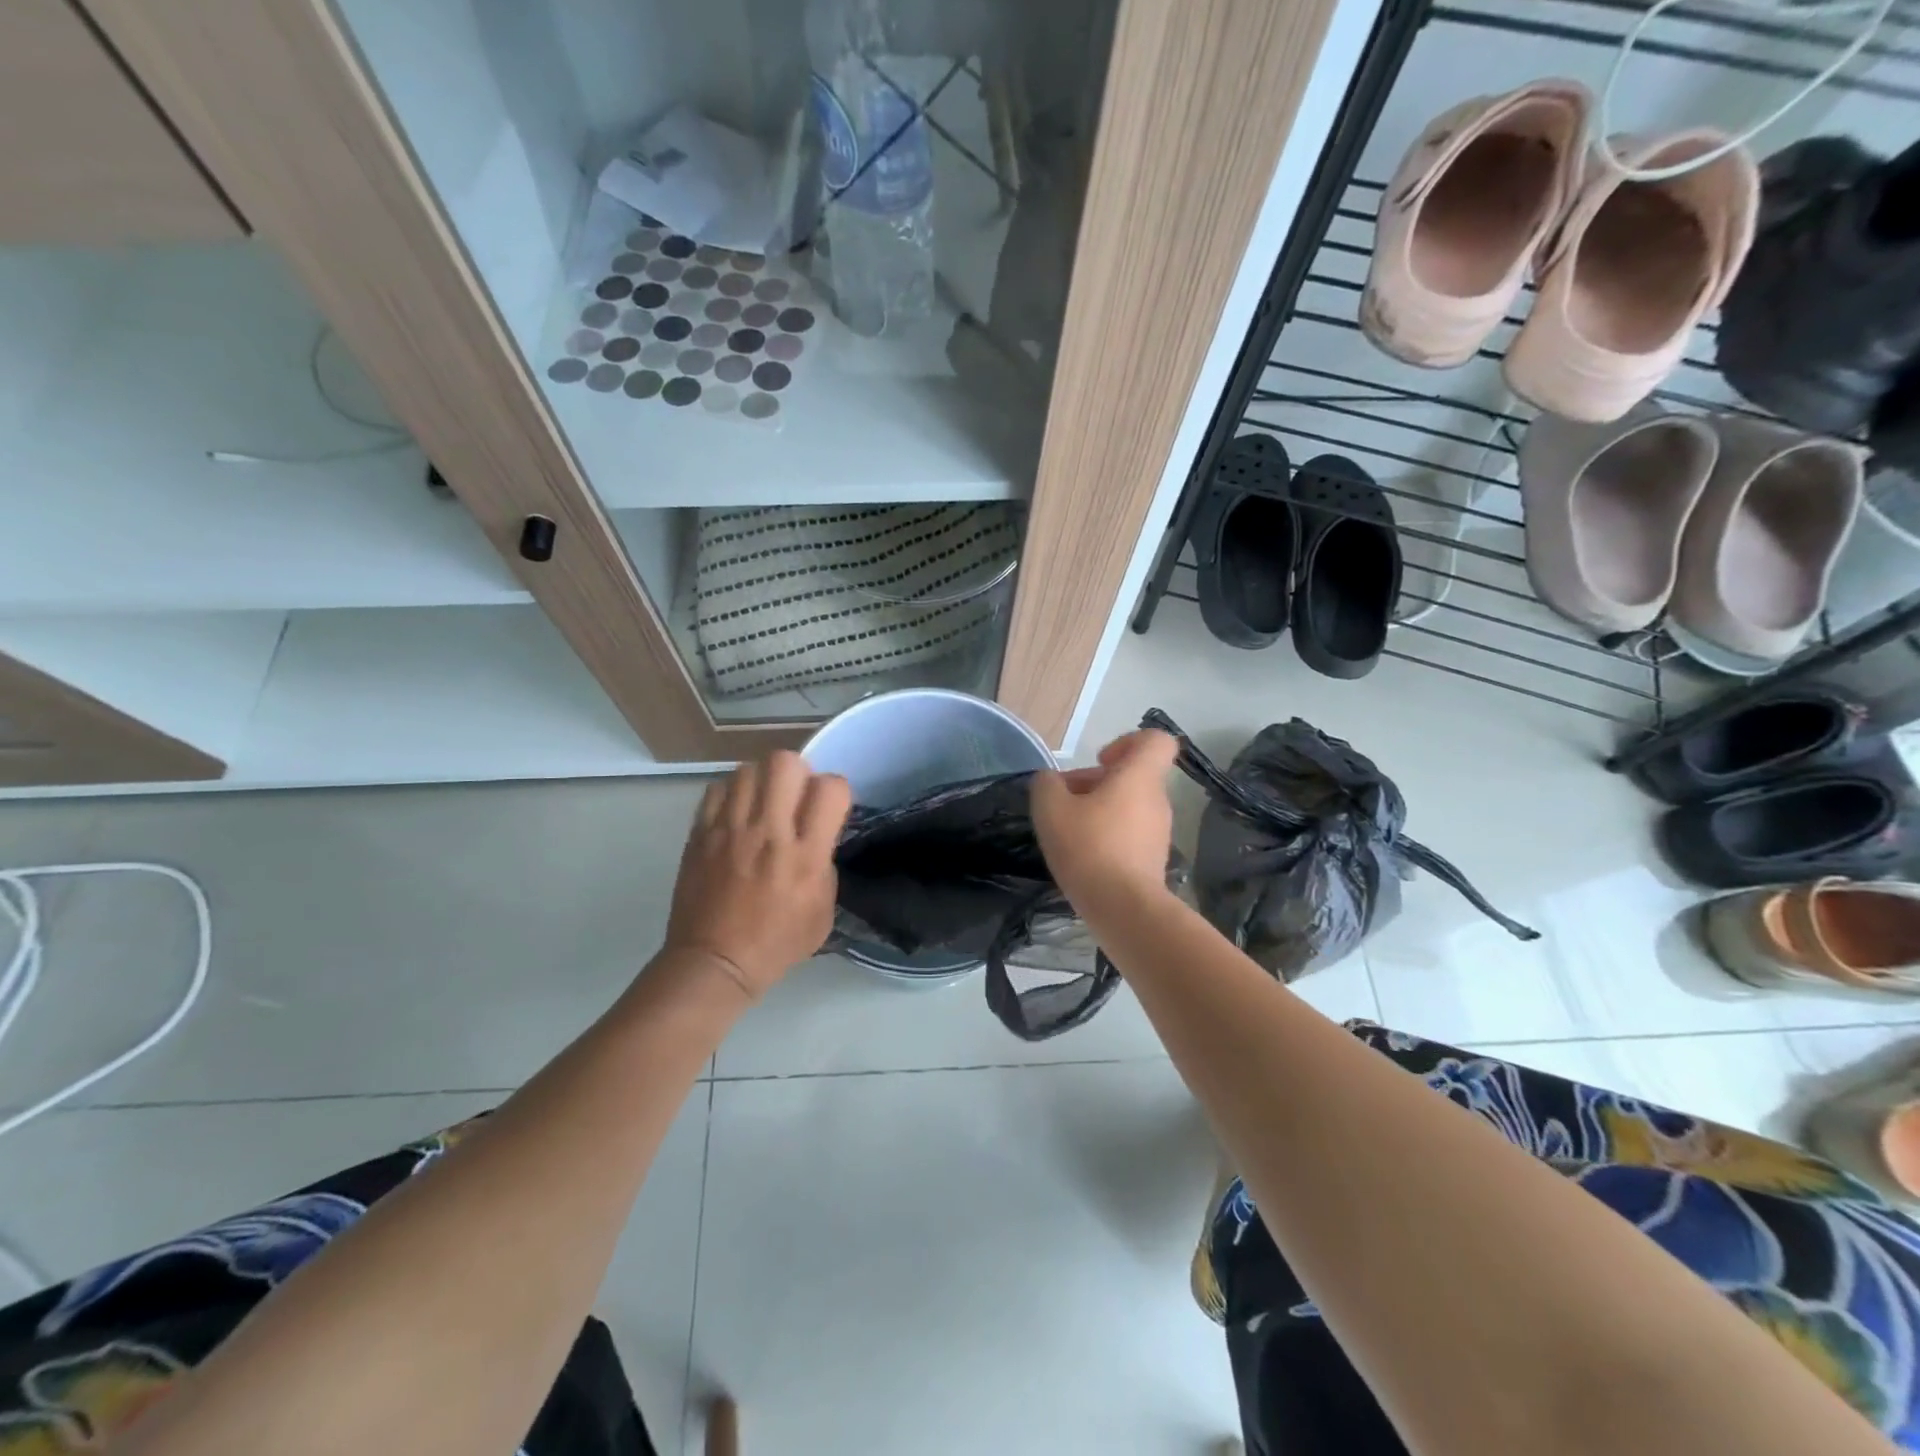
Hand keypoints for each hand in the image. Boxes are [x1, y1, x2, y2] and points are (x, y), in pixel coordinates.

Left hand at [663, 751, 851, 999]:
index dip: (835, 791)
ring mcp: (730, 830)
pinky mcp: (701, 833)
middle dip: (797, 772)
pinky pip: (718, 788)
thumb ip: (826, 864)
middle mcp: (769, 833)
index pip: (830, 788)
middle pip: (785, 762)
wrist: (714, 963)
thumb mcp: (822, 911)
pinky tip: (737, 814)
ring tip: (763, 803)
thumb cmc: (776, 943)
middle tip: (794, 797)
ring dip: (763, 780)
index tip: (828, 808)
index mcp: (805, 855)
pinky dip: (733, 793)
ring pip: (748, 768)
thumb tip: (817, 835)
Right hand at [1030, 729, 1179, 911]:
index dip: (1128, 742)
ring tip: (1069, 830)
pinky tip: (1083, 855)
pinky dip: (1109, 835)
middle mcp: (1156, 800)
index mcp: (1139, 777)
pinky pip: (1130, 833)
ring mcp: (1159, 832)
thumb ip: (1047, 785)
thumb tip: (1050, 781)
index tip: (1100, 761)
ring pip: (1130, 805)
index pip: (1156, 740)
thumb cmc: (1089, 848)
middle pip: (1133, 776)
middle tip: (1066, 800)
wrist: (1123, 909)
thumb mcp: (1051, 809)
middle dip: (1098, 781)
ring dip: (1101, 809)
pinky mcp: (1153, 859)